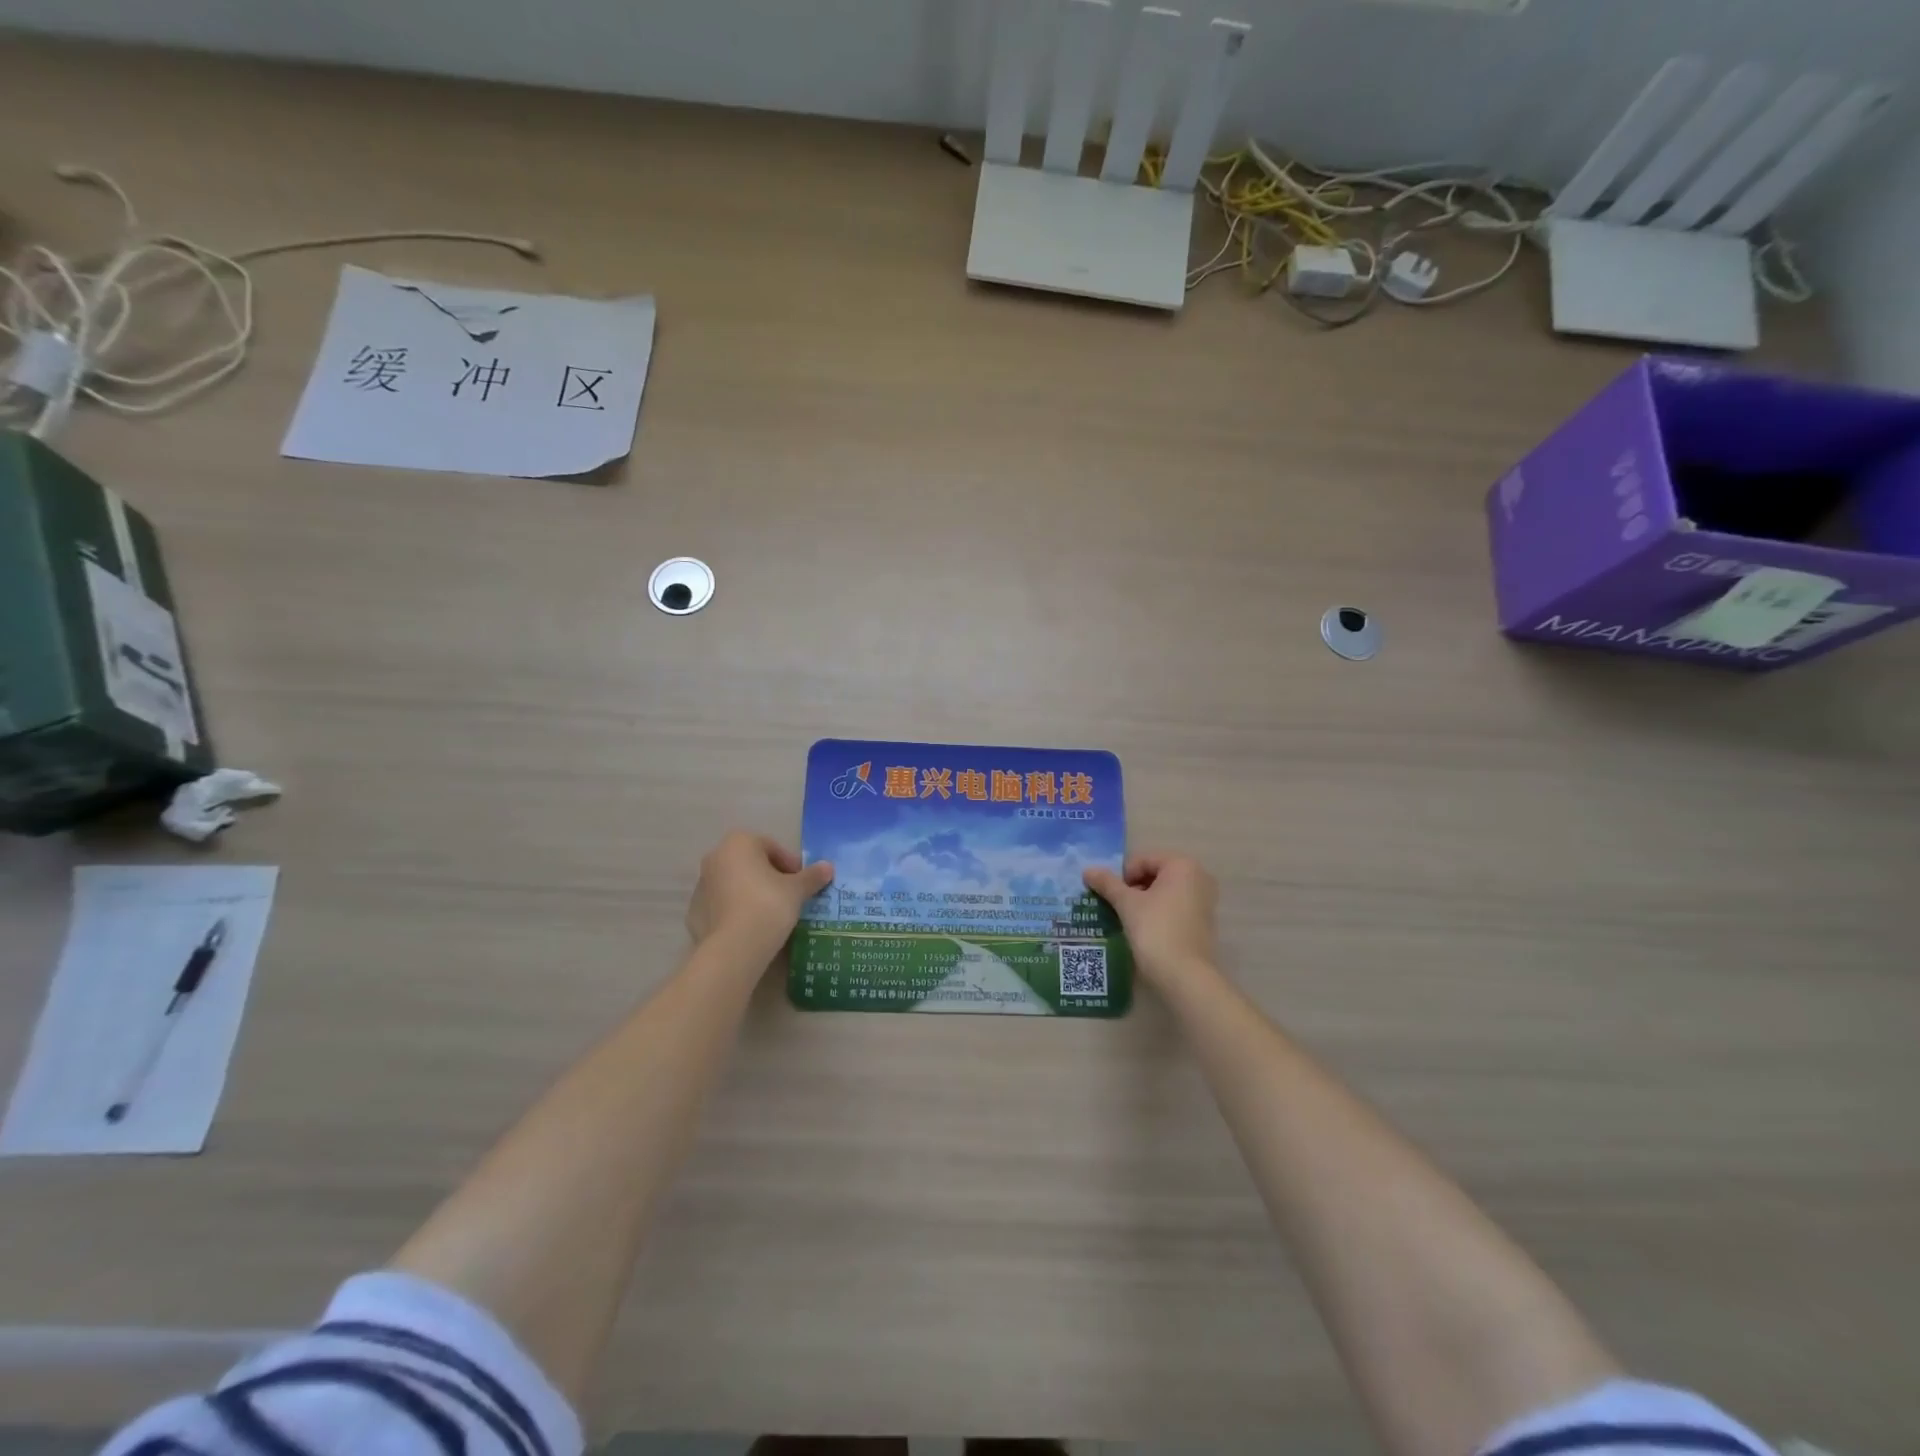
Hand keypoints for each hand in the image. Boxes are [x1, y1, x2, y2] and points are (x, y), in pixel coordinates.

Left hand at [686, 832, 833, 954]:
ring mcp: (701, 885)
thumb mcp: (797, 890)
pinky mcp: (694, 912)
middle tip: (788, 897)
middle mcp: (715, 857)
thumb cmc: (768, 905)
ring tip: (771, 915)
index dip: (790, 865)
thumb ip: (812, 876)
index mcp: (739, 843)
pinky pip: (722, 906)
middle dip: (769, 877)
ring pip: (734, 884)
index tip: (801, 883)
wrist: (734, 947)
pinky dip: (735, 911)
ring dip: (751, 893)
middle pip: (750, 864)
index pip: (771, 848)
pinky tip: (751, 928)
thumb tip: (828, 867)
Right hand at [1083, 852, 1217, 984]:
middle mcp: (1199, 877)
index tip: (1110, 895)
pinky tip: (1144, 929)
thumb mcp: (1127, 904)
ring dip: (1143, 901)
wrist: (1184, 976)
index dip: (1122, 876)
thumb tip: (1087, 870)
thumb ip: (1107, 883)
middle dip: (1133, 888)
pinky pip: (1175, 907)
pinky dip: (1158, 912)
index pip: (1142, 860)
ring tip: (1127, 918)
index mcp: (1183, 865)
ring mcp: (1205, 900)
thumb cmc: (1155, 930)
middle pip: (1155, 874)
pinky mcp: (1204, 922)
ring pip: (1164, 892)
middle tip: (1116, 906)